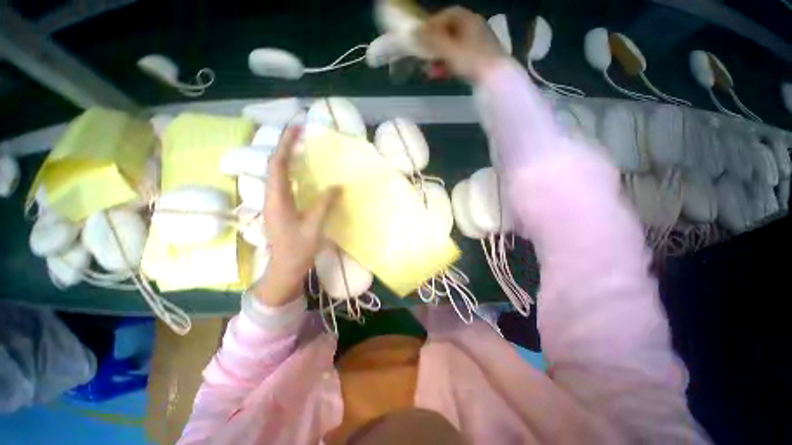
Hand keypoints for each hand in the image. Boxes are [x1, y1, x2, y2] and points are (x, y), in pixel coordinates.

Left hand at [253, 127, 340, 306]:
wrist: (284, 268)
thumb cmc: (298, 250)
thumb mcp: (314, 227)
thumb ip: (324, 204)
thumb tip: (337, 186)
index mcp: (277, 200)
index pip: (278, 165)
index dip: (286, 144)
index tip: (297, 128)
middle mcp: (271, 197)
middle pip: (274, 164)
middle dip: (285, 145)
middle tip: (300, 133)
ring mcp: (272, 202)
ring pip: (276, 172)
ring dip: (286, 156)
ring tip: (300, 145)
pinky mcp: (278, 206)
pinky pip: (281, 182)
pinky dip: (289, 170)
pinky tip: (300, 170)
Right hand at [418, 6, 505, 82]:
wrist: (494, 77)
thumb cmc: (471, 59)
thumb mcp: (449, 48)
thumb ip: (432, 40)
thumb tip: (415, 32)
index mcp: (468, 19)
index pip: (447, 14)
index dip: (432, 23)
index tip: (422, 36)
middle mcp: (474, 28)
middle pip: (449, 33)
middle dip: (434, 45)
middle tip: (424, 56)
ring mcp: (477, 45)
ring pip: (453, 48)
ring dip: (439, 58)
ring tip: (429, 71)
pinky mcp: (479, 60)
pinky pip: (460, 59)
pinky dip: (448, 65)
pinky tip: (440, 75)